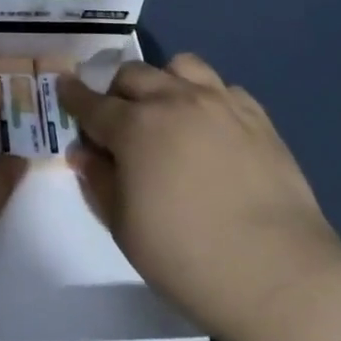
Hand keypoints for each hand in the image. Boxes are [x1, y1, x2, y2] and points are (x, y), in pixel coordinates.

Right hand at [58, 53, 340, 340]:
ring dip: (164, 81)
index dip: (73, 95)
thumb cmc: (186, 257)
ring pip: (181, 66)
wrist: (277, 274)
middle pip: (134, 75)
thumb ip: (99, 181)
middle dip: (117, 91)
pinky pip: (223, 88)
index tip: (64, 88)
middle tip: (118, 119)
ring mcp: (220, 104)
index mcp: (135, 127)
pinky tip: (211, 127)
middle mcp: (174, 101)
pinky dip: (207, 98)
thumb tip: (84, 151)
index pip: (92, 103)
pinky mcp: (257, 117)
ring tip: (167, 110)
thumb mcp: (124, 227)